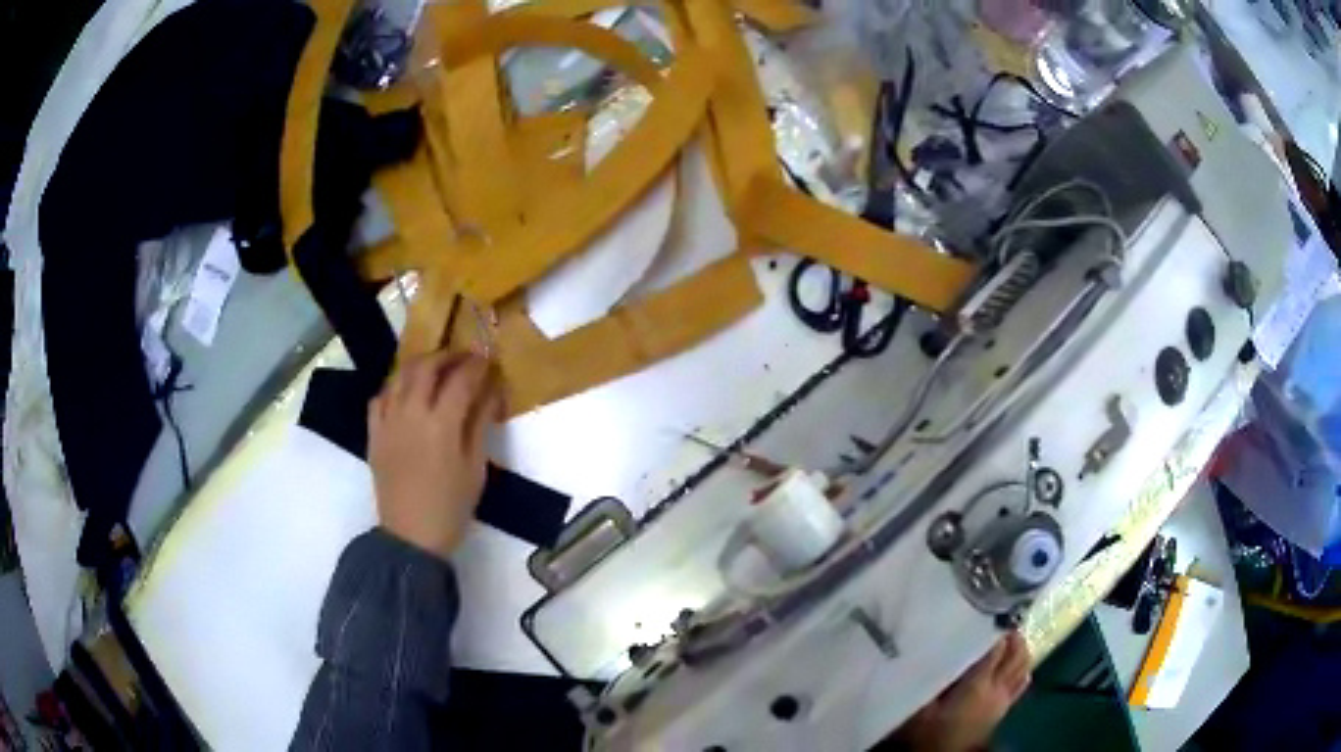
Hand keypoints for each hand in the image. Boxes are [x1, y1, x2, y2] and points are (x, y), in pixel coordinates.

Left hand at [368, 352, 503, 559]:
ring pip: (400, 375)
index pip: (461, 379)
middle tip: (464, 359)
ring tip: (436, 369)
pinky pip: (381, 397)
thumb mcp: (475, 467)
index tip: (488, 361)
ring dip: (420, 365)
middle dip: (448, 356)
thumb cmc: (451, 506)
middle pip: (427, 367)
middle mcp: (411, 413)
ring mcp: (388, 421)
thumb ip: (480, 424)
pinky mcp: (374, 432)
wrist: (410, 536)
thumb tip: (490, 391)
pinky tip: (406, 393)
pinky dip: (396, 386)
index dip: (477, 366)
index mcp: (441, 424)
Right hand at [900, 633, 1031, 751]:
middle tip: (1003, 621)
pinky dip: (1022, 668)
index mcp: (977, 684)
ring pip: (1025, 666)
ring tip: (1010, 638)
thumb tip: (934, 650)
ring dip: (1021, 650)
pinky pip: (1022, 682)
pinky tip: (1014, 664)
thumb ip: (933, 677)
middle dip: (1014, 635)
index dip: (997, 628)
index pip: (996, 648)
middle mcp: (997, 688)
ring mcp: (1005, 699)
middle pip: (1018, 654)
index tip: (991, 611)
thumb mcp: (923, 705)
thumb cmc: (929, 732)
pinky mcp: (1005, 708)